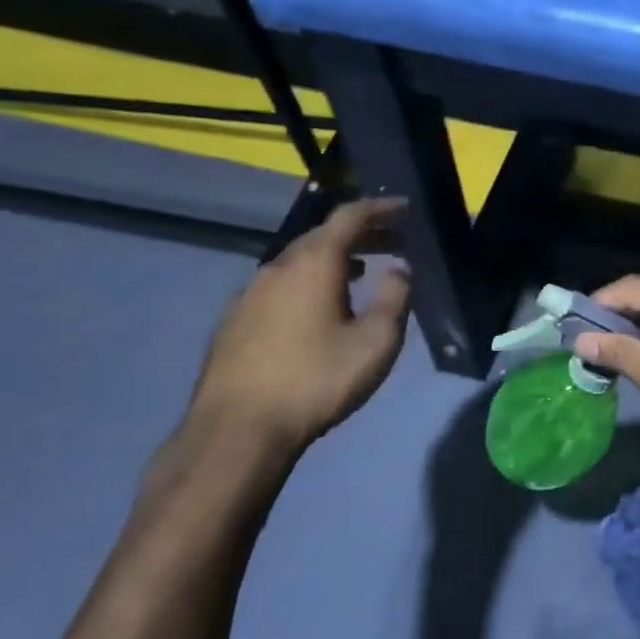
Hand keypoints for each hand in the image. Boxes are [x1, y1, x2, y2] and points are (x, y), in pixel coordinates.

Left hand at [184, 198, 411, 454]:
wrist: (237, 430)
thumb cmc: (316, 380)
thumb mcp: (376, 342)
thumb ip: (395, 298)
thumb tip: (400, 268)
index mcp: (313, 264)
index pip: (349, 217)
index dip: (380, 208)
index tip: (405, 208)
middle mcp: (277, 267)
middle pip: (322, 237)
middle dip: (361, 235)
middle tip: (393, 244)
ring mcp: (249, 294)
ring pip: (298, 262)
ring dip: (334, 260)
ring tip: (360, 274)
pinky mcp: (234, 321)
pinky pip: (280, 286)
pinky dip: (308, 283)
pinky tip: (317, 310)